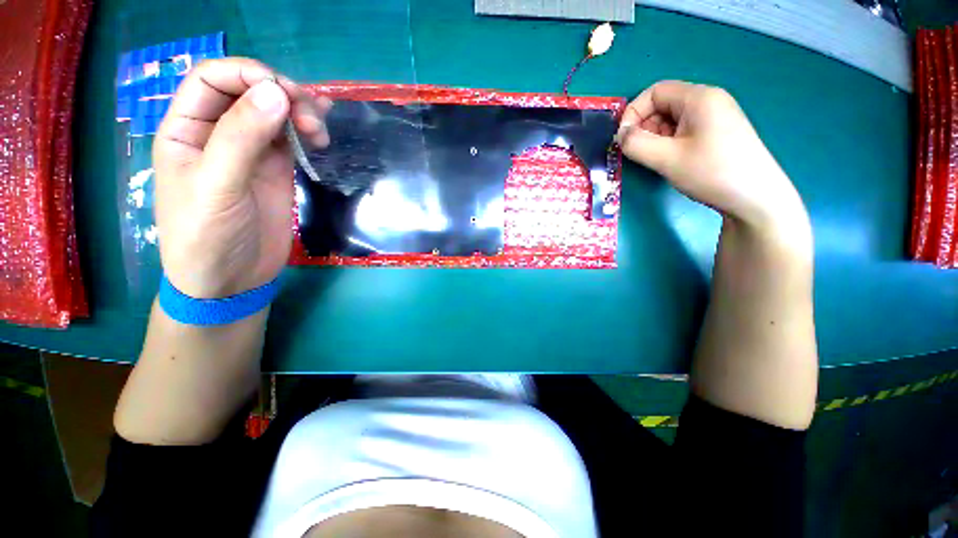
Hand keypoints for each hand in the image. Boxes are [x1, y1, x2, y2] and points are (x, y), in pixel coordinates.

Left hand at [153, 57, 330, 297]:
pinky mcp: (276, 170)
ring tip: (320, 131)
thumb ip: (242, 138)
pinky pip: (291, 139)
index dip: (247, 74)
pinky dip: (308, 128)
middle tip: (310, 118)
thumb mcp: (217, 186)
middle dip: (282, 94)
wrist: (232, 279)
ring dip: (300, 112)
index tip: (283, 92)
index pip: (212, 79)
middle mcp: (217, 133)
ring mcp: (250, 151)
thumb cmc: (206, 236)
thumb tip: (277, 92)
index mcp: (186, 129)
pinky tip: (324, 125)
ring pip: (275, 113)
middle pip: (250, 91)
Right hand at [617, 81, 808, 239]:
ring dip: (654, 138)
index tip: (623, 139)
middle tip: (638, 153)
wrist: (755, 198)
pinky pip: (682, 131)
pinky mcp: (715, 133)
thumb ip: (636, 144)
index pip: (655, 92)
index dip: (633, 112)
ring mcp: (713, 118)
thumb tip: (620, 135)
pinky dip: (667, 143)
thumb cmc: (711, 172)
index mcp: (699, 98)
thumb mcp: (667, 158)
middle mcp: (707, 101)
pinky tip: (669, 161)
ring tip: (654, 160)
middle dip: (644, 127)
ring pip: (671, 120)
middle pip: (663, 104)